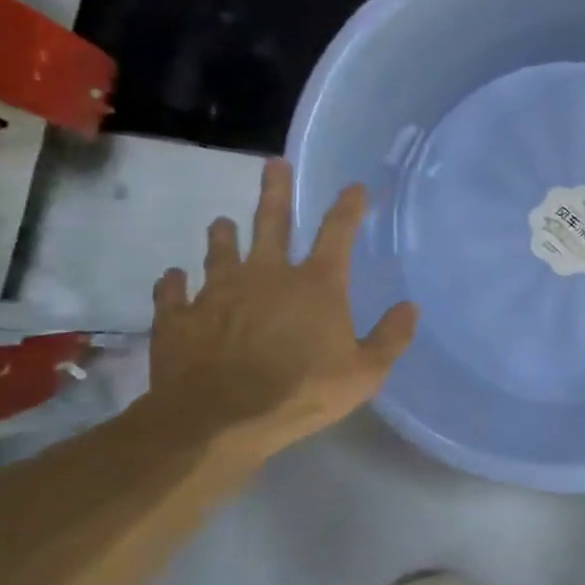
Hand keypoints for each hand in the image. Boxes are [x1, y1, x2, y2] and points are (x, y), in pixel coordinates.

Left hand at [145, 159, 416, 461]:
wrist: (218, 420)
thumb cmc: (302, 393)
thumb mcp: (365, 373)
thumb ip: (391, 338)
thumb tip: (411, 307)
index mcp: (316, 285)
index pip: (338, 233)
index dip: (349, 207)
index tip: (354, 187)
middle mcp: (267, 275)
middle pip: (271, 223)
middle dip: (276, 191)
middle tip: (274, 164)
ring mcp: (218, 293)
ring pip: (219, 251)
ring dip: (223, 236)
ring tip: (222, 223)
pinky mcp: (180, 317)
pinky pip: (172, 292)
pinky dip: (174, 284)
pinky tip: (173, 279)